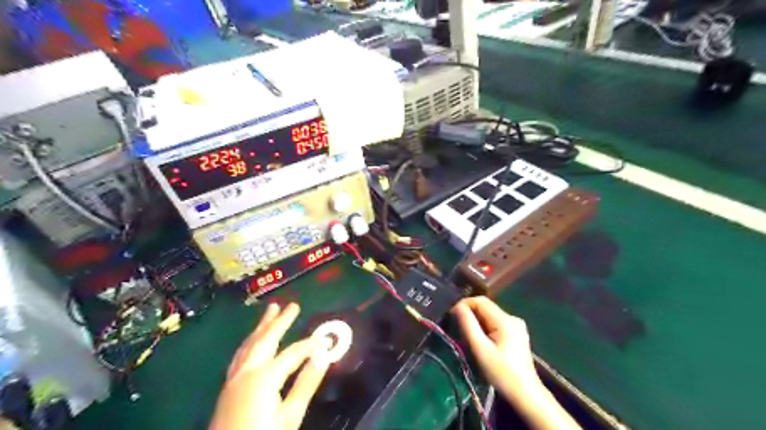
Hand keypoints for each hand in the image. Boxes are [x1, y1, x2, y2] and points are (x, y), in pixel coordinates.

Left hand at [208, 302, 329, 429]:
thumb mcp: (290, 416)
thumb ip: (306, 383)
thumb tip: (323, 355)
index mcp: (265, 376)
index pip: (293, 352)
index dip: (310, 344)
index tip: (325, 338)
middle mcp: (248, 370)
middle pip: (266, 339)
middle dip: (281, 321)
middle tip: (293, 305)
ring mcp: (234, 377)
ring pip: (250, 343)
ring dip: (262, 325)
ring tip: (271, 310)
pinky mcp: (228, 385)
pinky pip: (241, 353)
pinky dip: (250, 340)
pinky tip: (252, 340)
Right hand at [450, 298, 539, 401]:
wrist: (526, 395)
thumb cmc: (501, 373)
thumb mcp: (480, 349)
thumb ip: (468, 325)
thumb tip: (457, 307)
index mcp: (505, 319)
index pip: (480, 301)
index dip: (464, 304)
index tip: (451, 316)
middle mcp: (512, 317)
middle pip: (486, 307)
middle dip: (470, 313)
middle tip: (456, 326)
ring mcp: (516, 325)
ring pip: (490, 315)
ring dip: (477, 321)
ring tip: (466, 334)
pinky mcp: (516, 333)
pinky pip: (496, 323)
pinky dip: (485, 327)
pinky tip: (481, 340)